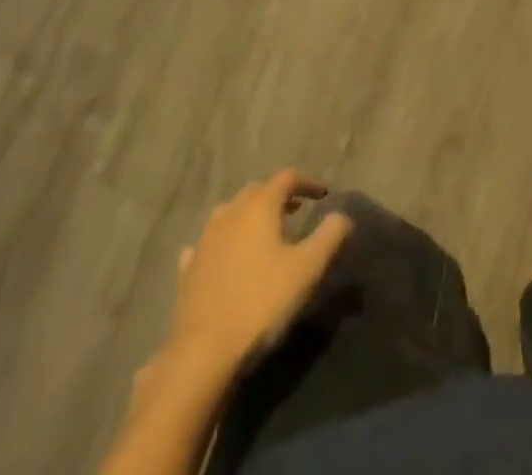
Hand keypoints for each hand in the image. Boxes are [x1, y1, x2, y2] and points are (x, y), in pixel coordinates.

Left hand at [163, 171, 352, 376]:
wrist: (203, 352)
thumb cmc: (261, 303)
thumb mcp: (307, 269)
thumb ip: (329, 237)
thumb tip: (343, 215)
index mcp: (259, 206)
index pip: (287, 178)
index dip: (308, 182)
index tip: (324, 195)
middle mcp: (230, 212)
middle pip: (257, 191)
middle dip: (278, 196)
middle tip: (297, 211)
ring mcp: (205, 239)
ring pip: (230, 212)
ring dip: (249, 215)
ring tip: (264, 232)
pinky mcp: (189, 268)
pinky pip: (208, 243)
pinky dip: (222, 242)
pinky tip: (224, 256)